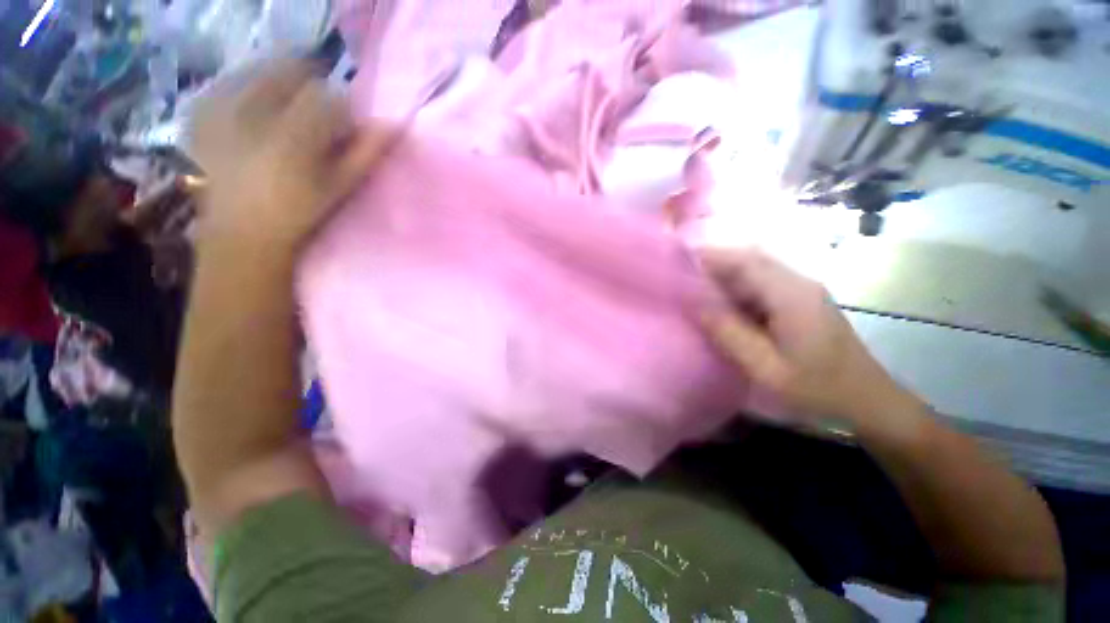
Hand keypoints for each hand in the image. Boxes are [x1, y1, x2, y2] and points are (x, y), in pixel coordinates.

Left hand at [190, 60, 395, 252]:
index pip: (327, 96)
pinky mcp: (203, 108)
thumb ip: (366, 153)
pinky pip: (233, 80)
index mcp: (293, 135)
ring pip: (262, 71)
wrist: (242, 229)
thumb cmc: (300, 211)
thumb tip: (392, 125)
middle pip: (291, 73)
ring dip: (279, 88)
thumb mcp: (341, 186)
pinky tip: (251, 118)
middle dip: (307, 92)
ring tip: (280, 123)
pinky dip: (248, 90)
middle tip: (309, 124)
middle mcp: (254, 111)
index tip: (339, 133)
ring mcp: (222, 106)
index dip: (338, 112)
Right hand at [699, 248, 910, 422]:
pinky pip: (761, 285)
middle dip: (713, 263)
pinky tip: (720, 303)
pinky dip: (736, 288)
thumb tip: (695, 304)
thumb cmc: (818, 388)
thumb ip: (729, 333)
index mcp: (791, 295)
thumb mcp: (766, 368)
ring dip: (723, 275)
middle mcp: (798, 284)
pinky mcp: (800, 302)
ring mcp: (801, 291)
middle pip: (749, 259)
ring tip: (693, 287)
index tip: (679, 260)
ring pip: (754, 270)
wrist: (868, 401)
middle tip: (681, 275)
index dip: (711, 256)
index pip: (745, 261)